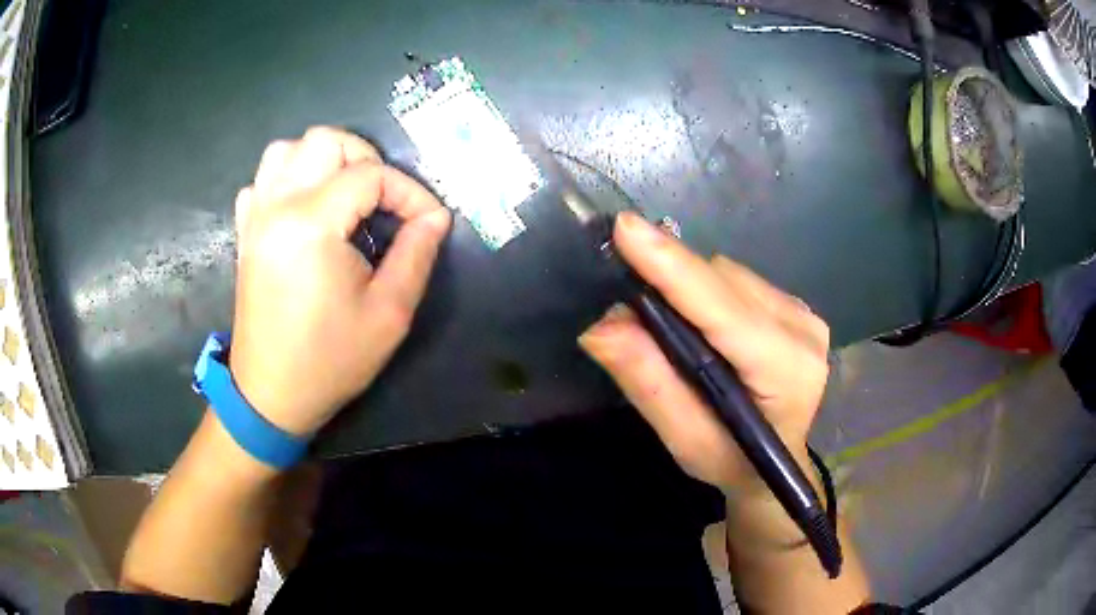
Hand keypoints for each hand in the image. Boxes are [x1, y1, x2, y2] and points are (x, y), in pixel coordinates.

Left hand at [229, 127, 450, 436]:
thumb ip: (416, 254)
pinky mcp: (245, 232)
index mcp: (311, 224)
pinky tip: (305, 207)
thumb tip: (435, 217)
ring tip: (345, 193)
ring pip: (287, 149)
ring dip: (323, 159)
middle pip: (324, 140)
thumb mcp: (388, 314)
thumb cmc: (330, 360)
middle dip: (366, 158)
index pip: (371, 175)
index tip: (428, 222)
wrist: (271, 394)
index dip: (409, 192)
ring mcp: (255, 216)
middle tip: (385, 198)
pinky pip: (262, 179)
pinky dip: (288, 178)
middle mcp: (277, 206)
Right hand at [579, 212, 828, 495]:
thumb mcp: (685, 441)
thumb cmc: (731, 462)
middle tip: (627, 306)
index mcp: (786, 370)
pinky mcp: (796, 306)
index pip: (723, 308)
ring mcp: (804, 313)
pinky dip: (707, 293)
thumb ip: (649, 383)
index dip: (672, 267)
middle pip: (722, 281)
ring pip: (728, 274)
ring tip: (671, 328)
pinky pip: (737, 280)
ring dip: (689, 289)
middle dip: (671, 281)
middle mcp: (803, 329)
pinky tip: (703, 324)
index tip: (625, 230)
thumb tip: (601, 326)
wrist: (775, 464)